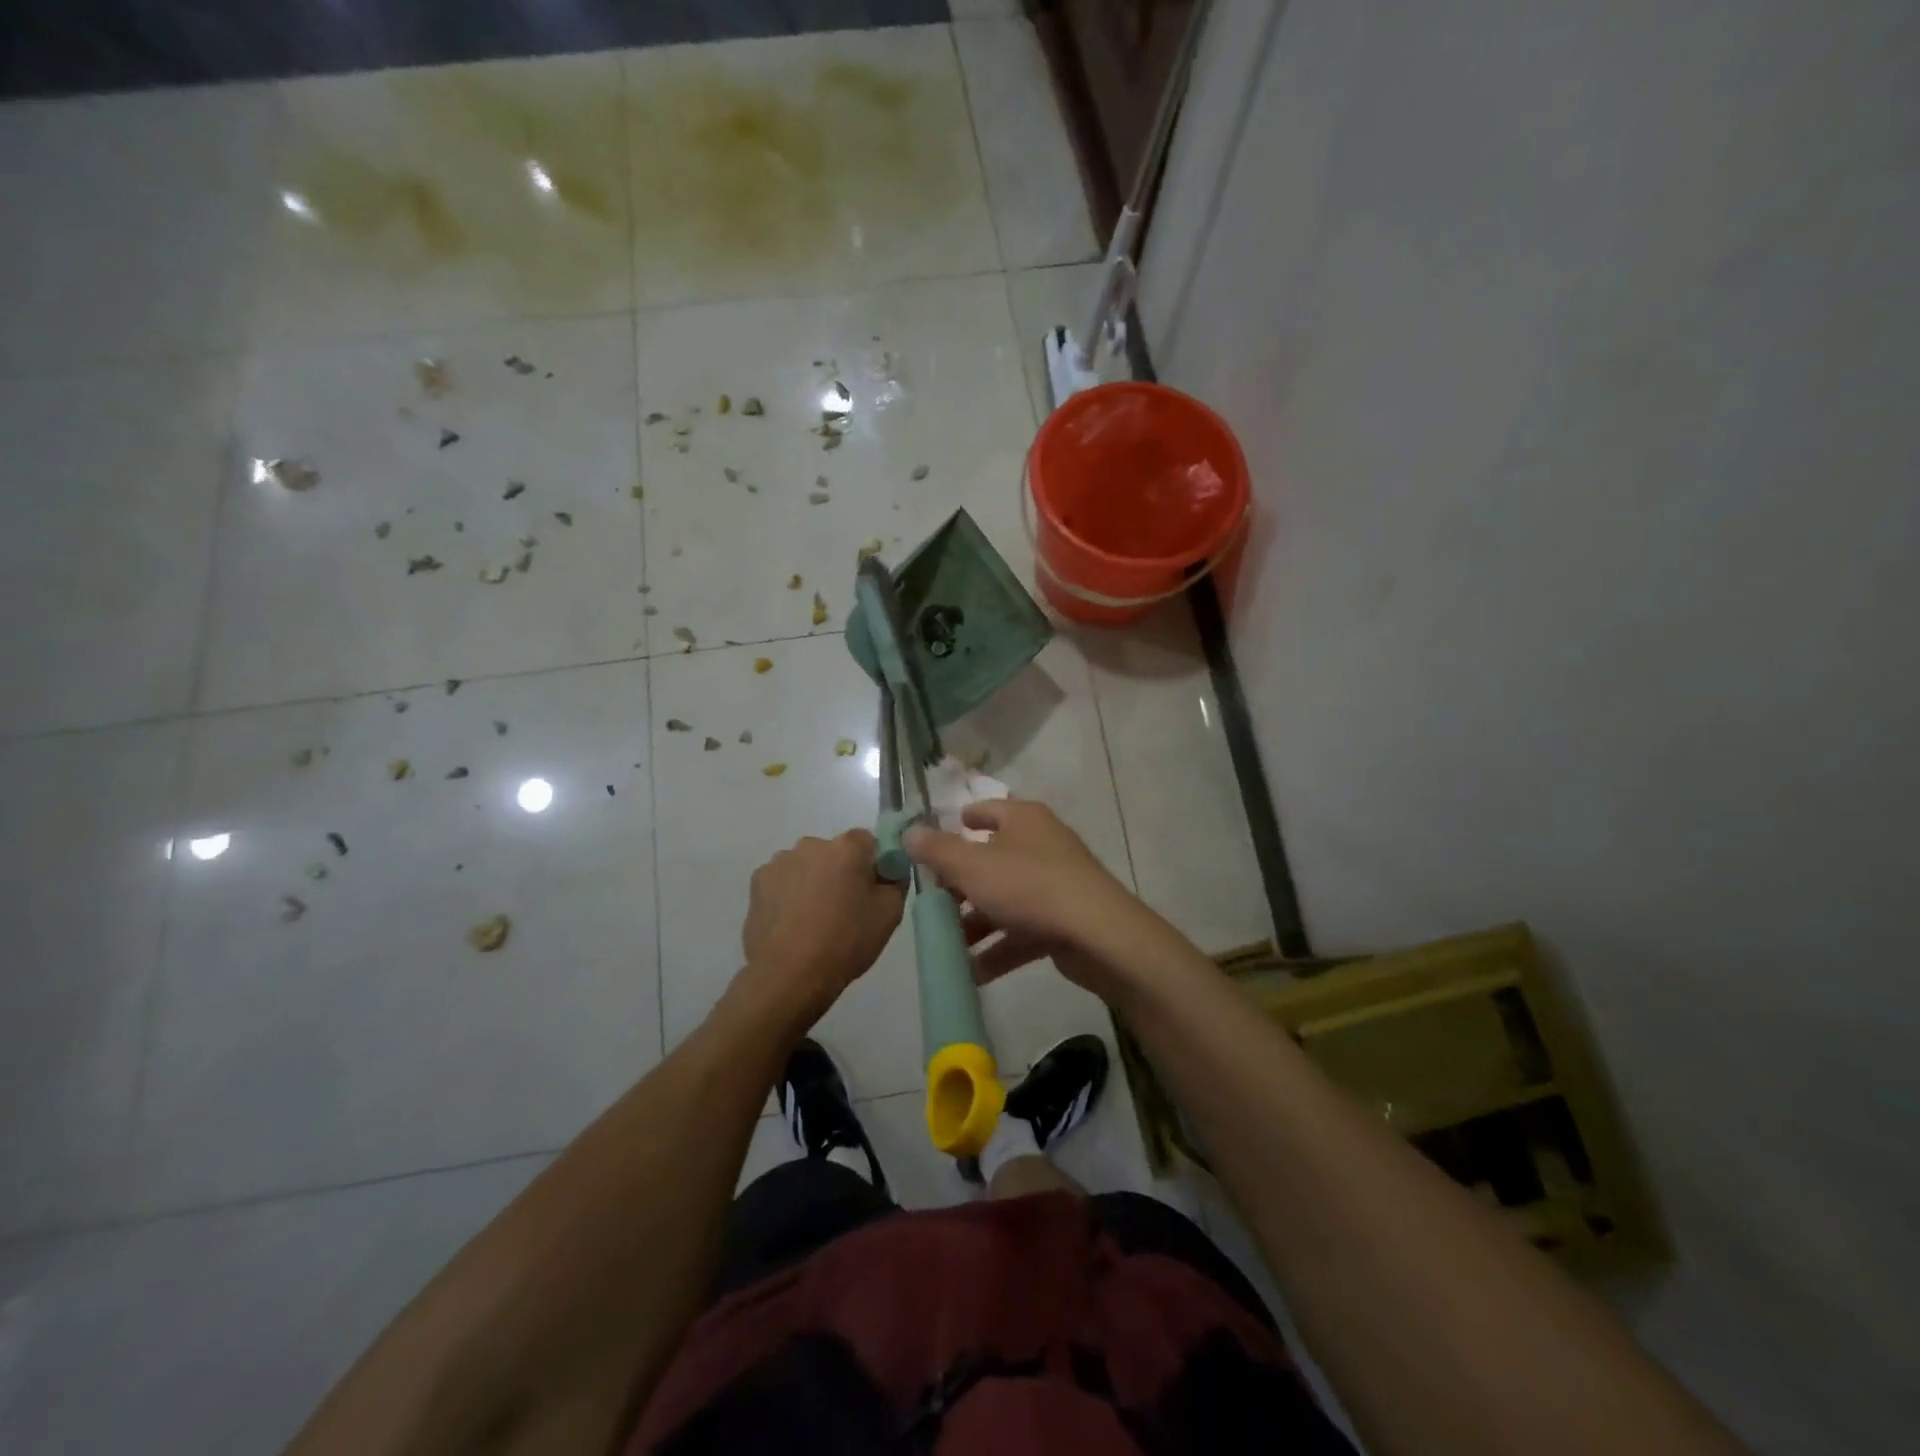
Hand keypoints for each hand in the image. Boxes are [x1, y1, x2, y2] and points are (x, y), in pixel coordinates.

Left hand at [739, 829, 904, 1026]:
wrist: (789, 975)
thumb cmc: (846, 941)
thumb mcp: (890, 914)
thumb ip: (895, 881)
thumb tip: (887, 871)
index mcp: (846, 847)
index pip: (868, 841)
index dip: (872, 864)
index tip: (871, 891)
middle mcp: (811, 844)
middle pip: (834, 852)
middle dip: (840, 872)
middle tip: (843, 908)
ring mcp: (780, 861)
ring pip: (806, 866)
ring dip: (812, 881)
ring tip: (813, 919)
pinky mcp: (757, 882)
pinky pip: (782, 880)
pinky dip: (788, 894)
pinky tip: (791, 923)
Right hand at [903, 798, 1150, 1000]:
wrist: (1098, 935)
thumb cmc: (1028, 886)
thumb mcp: (972, 866)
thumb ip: (937, 851)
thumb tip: (909, 832)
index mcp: (1023, 820)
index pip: (987, 810)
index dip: (962, 822)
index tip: (936, 841)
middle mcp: (1041, 845)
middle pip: (992, 860)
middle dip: (961, 885)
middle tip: (932, 904)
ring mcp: (1056, 884)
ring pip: (1005, 900)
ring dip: (976, 923)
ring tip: (946, 946)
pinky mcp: (1064, 920)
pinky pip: (1022, 931)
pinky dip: (999, 949)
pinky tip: (973, 972)